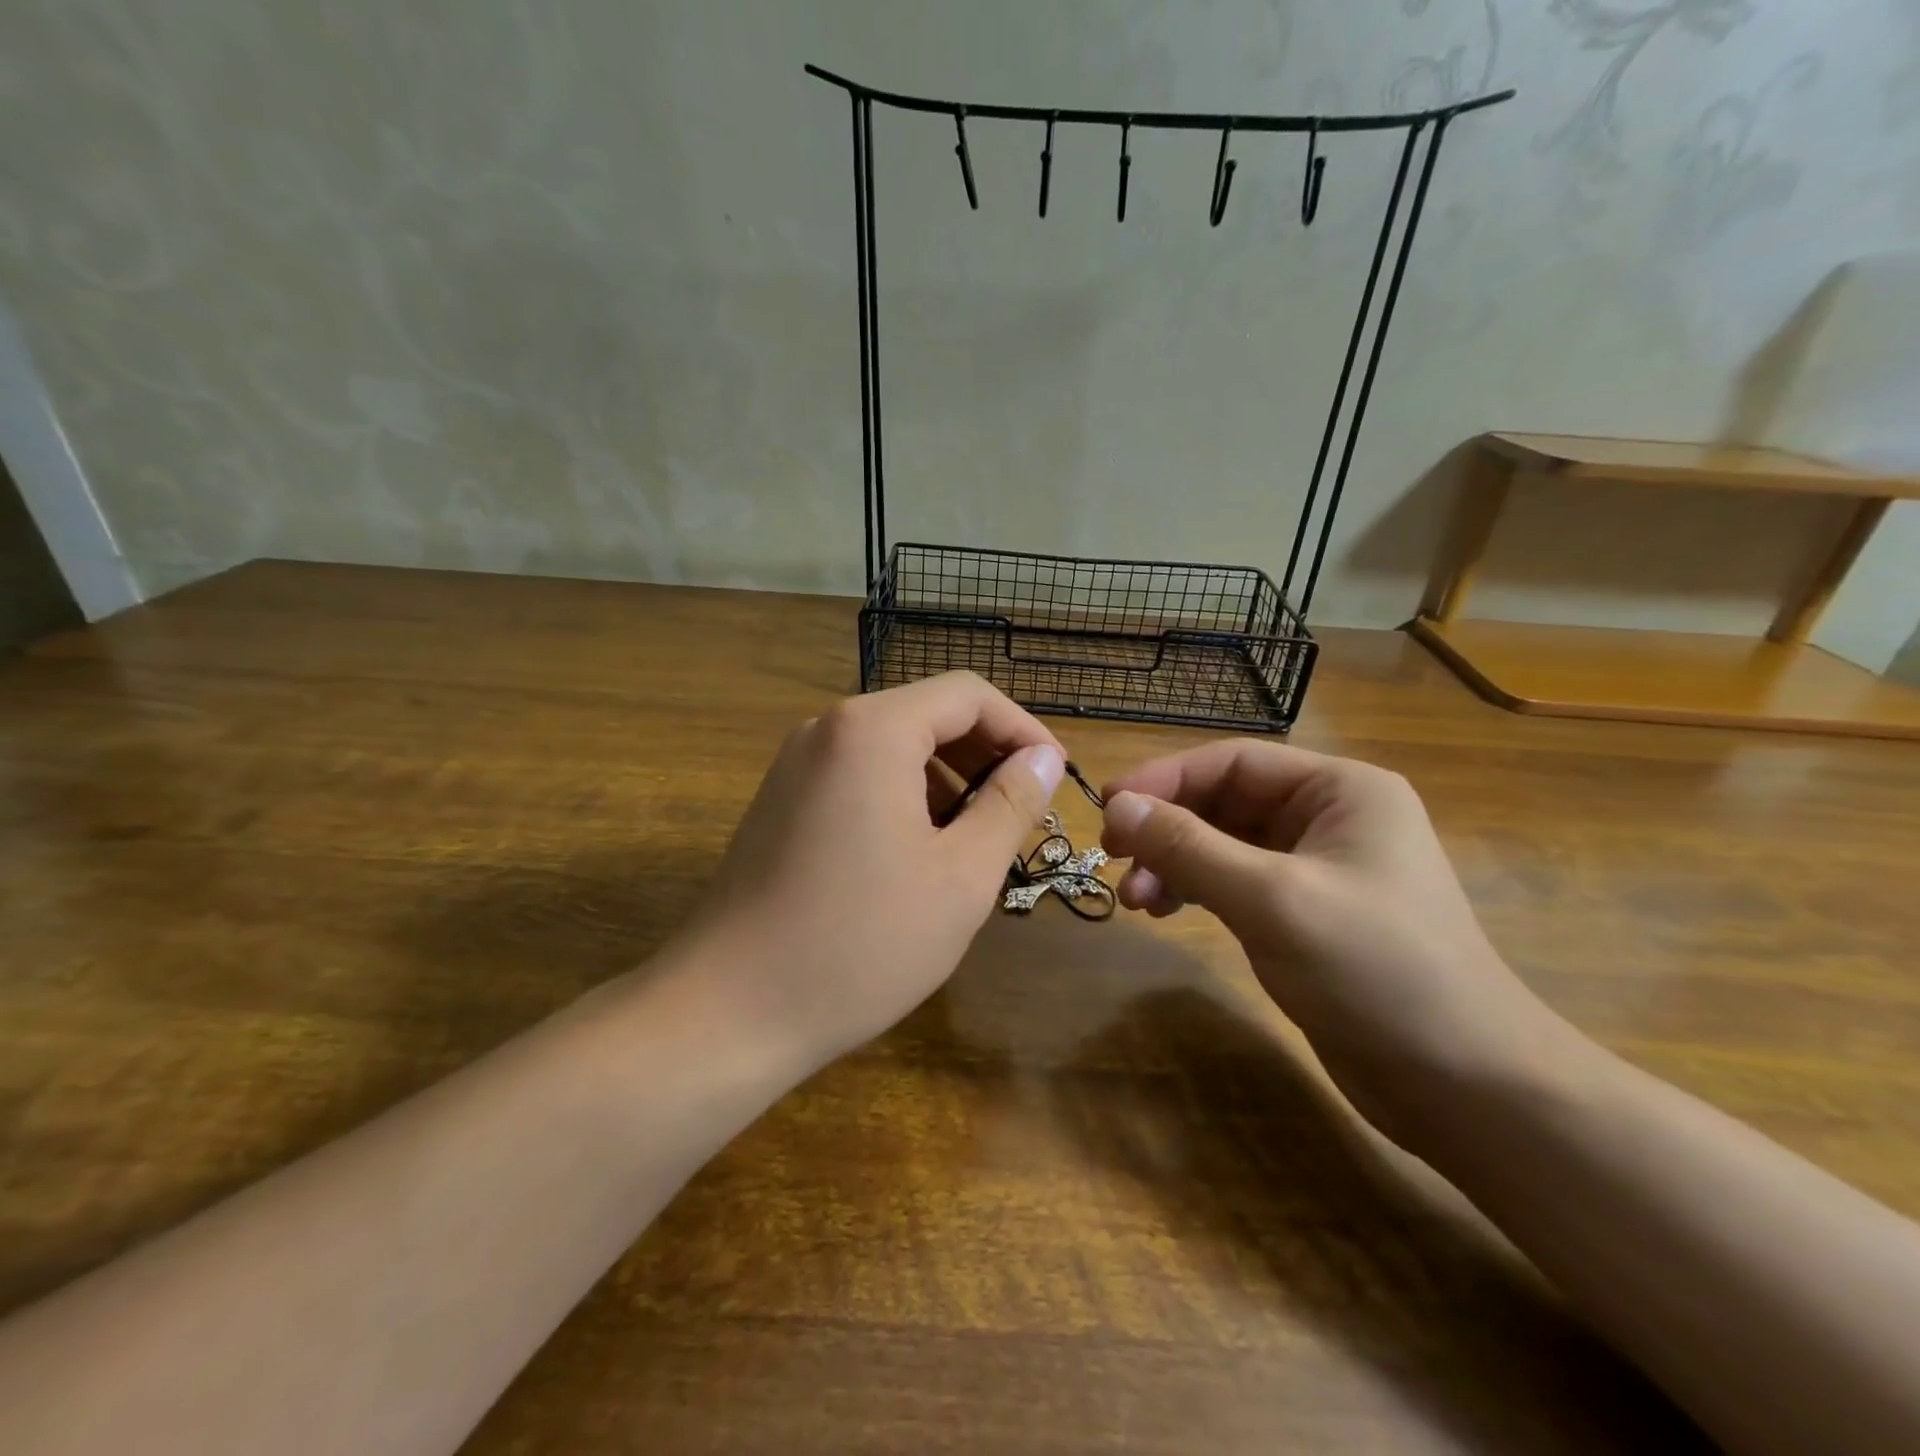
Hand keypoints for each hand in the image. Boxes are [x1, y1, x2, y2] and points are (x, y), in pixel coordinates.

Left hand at [677, 672, 1065, 1074]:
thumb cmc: (861, 944)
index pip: (968, 695)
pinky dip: (903, 796)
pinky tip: (919, 854)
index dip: (1022, 729)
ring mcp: (796, 765)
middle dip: (985, 755)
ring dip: (946, 779)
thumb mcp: (961, 876)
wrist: (728, 1011)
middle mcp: (827, 729)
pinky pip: (858, 775)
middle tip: (1023, 813)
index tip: (1055, 778)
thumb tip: (1043, 759)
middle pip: (927, 714)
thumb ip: (1010, 804)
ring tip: (976, 840)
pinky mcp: (781, 801)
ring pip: (893, 747)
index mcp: (872, 730)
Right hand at [1100, 741, 1574, 1147]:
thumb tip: (1117, 806)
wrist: (1464, 1086)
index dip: (1165, 779)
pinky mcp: (1305, 913)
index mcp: (1340, 790)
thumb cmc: (1376, 970)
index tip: (1107, 808)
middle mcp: (1329, 817)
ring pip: (1223, 845)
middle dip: (1166, 829)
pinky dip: (1195, 890)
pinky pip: (1234, 882)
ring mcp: (1317, 867)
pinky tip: (1164, 911)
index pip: (1233, 762)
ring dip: (1174, 864)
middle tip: (1112, 858)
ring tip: (1135, 899)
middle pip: (1224, 802)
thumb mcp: (1272, 899)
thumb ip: (1190, 847)